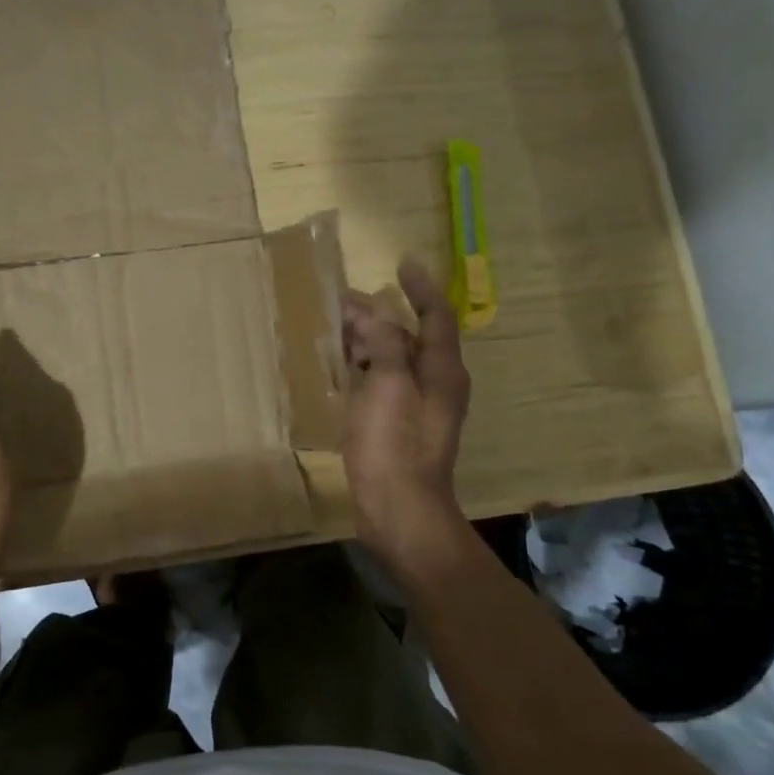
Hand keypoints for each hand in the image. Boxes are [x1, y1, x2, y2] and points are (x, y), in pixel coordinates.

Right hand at [341, 257, 471, 568]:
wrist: (399, 511)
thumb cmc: (395, 445)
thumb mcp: (389, 387)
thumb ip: (386, 344)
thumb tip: (380, 308)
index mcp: (441, 371)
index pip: (436, 316)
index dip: (421, 288)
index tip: (402, 263)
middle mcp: (434, 383)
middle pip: (407, 337)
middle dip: (377, 316)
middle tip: (340, 301)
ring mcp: (415, 406)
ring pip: (391, 360)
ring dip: (366, 341)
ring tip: (332, 328)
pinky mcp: (396, 425)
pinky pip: (380, 383)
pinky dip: (362, 368)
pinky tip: (338, 367)